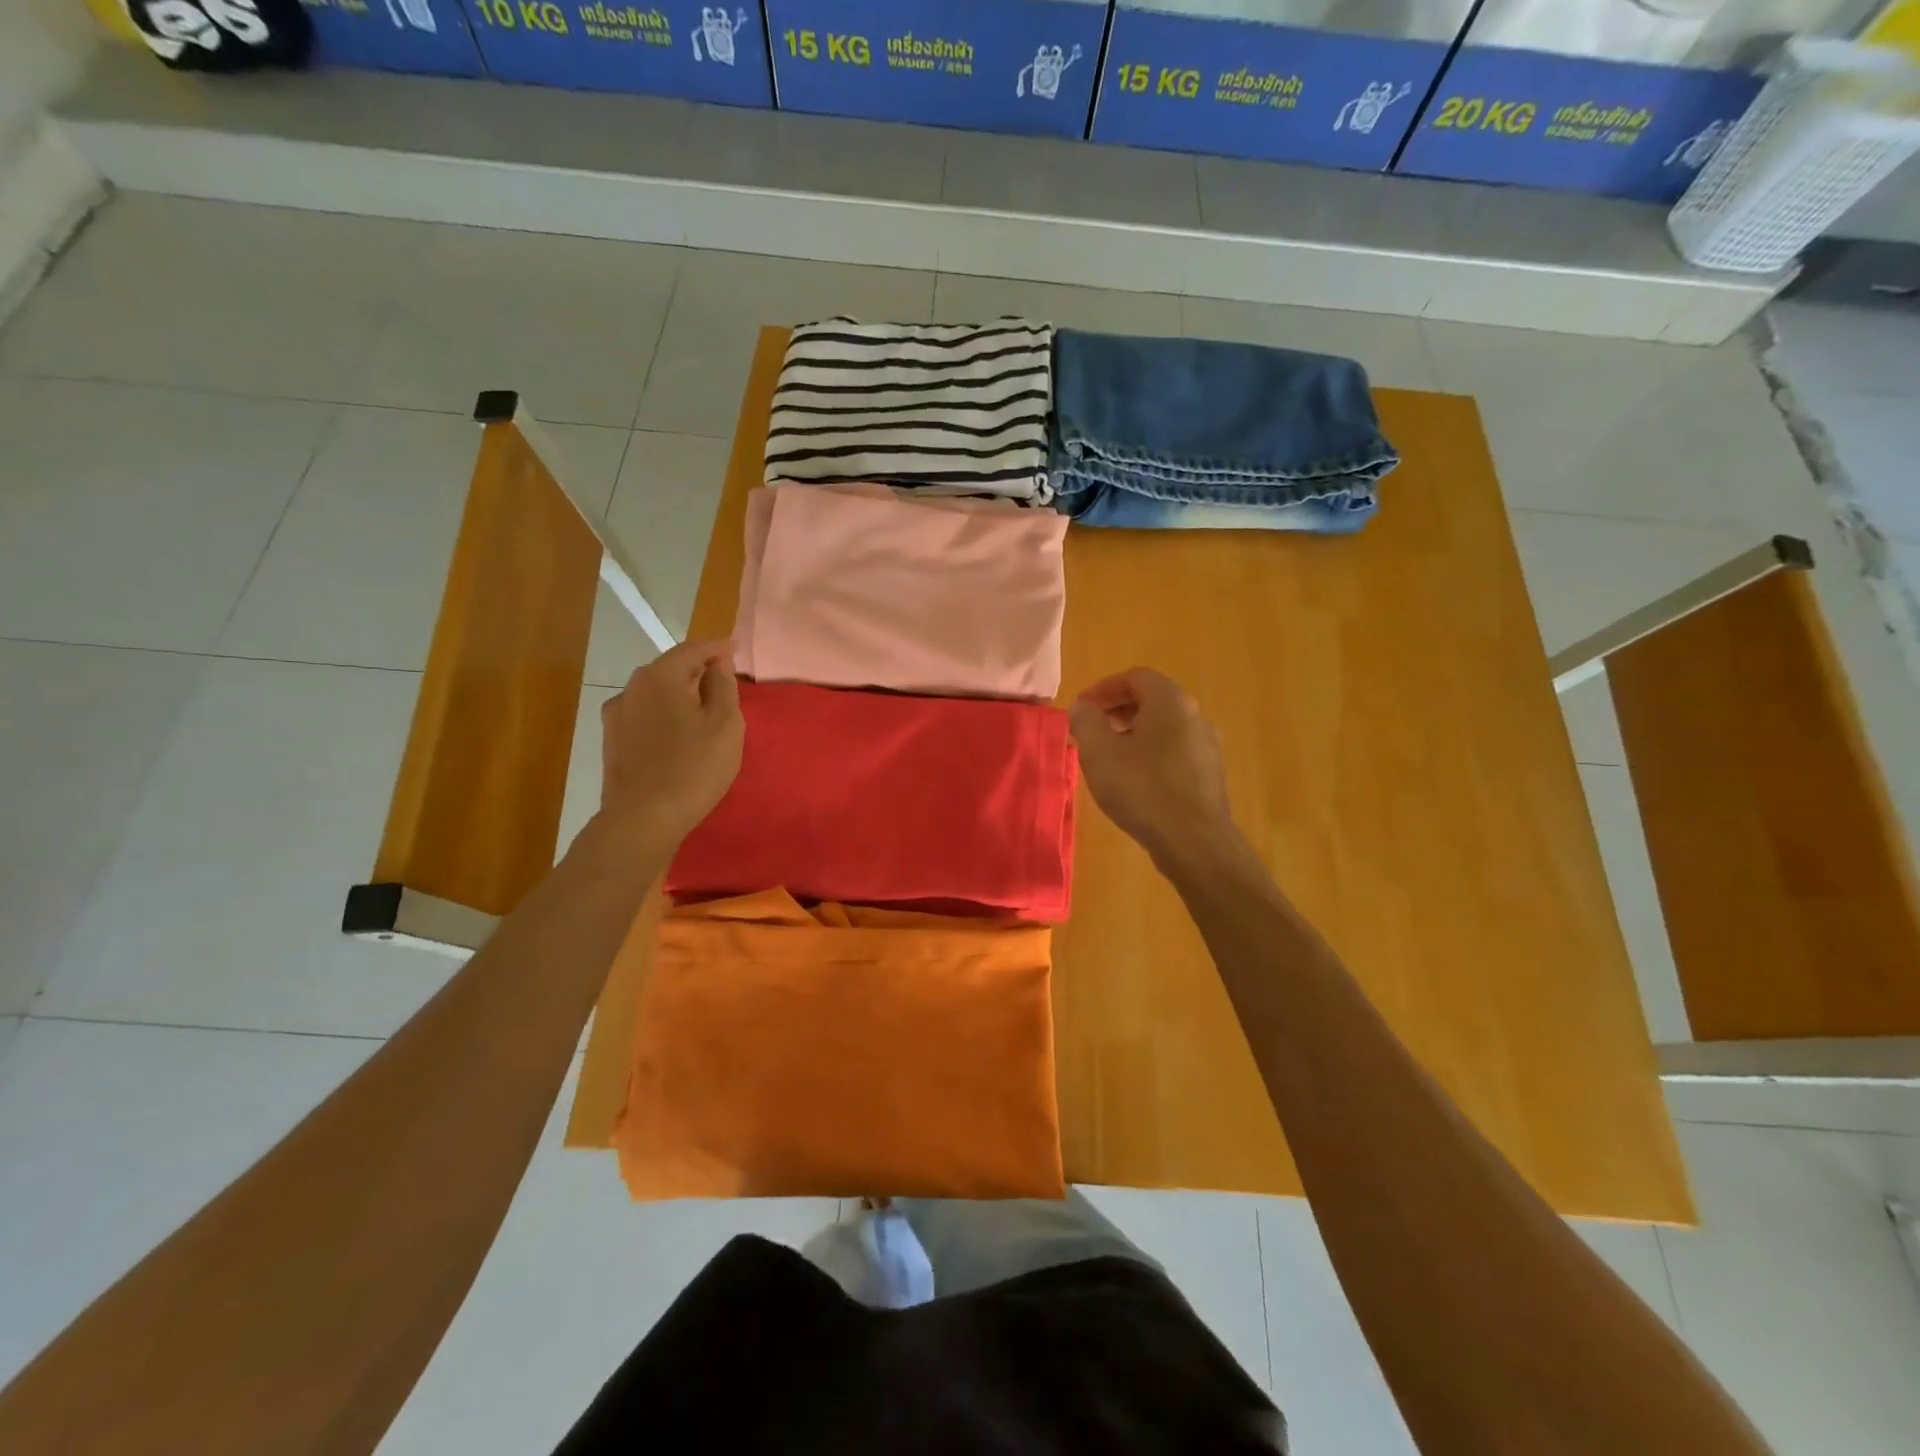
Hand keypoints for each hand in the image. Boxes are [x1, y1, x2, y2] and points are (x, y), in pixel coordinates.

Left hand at [597, 640, 743, 848]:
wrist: (643, 819)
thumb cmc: (693, 767)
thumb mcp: (725, 724)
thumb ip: (723, 687)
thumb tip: (717, 665)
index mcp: (660, 676)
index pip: (693, 649)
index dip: (717, 648)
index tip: (736, 649)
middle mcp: (632, 687)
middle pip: (670, 669)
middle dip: (698, 670)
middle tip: (724, 680)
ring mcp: (617, 715)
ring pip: (656, 693)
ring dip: (680, 694)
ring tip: (704, 709)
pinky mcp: (612, 742)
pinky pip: (646, 715)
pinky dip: (666, 715)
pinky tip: (679, 733)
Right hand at [1068, 668, 1240, 865]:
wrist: (1194, 841)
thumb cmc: (1143, 789)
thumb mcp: (1099, 753)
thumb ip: (1085, 722)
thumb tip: (1081, 707)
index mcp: (1170, 701)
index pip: (1135, 677)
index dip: (1103, 689)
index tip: (1081, 709)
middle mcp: (1195, 716)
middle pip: (1152, 700)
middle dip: (1117, 710)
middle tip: (1091, 730)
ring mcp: (1207, 746)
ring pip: (1164, 727)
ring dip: (1133, 733)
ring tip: (1109, 757)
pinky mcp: (1209, 775)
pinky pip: (1175, 751)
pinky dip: (1151, 754)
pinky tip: (1134, 781)